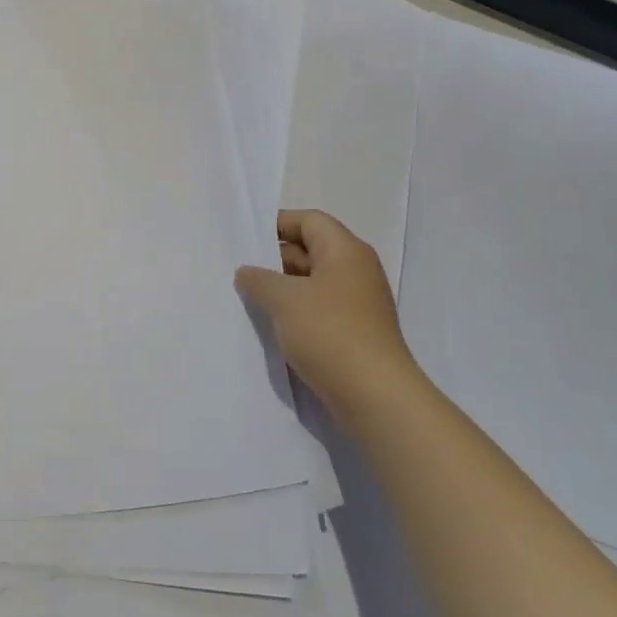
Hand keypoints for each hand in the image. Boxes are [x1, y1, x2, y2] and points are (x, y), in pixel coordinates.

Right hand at [236, 209, 419, 420]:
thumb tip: (247, 272)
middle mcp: (356, 270)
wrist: (375, 396)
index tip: (246, 238)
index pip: (309, 220)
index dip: (277, 223)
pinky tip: (273, 325)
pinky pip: (320, 308)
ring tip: (250, 298)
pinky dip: (297, 311)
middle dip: (275, 258)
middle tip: (241, 271)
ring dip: (284, 288)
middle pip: (311, 249)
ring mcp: (358, 302)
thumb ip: (259, 279)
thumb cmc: (330, 333)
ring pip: (313, 282)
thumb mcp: (284, 300)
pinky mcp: (355, 331)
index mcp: (345, 250)